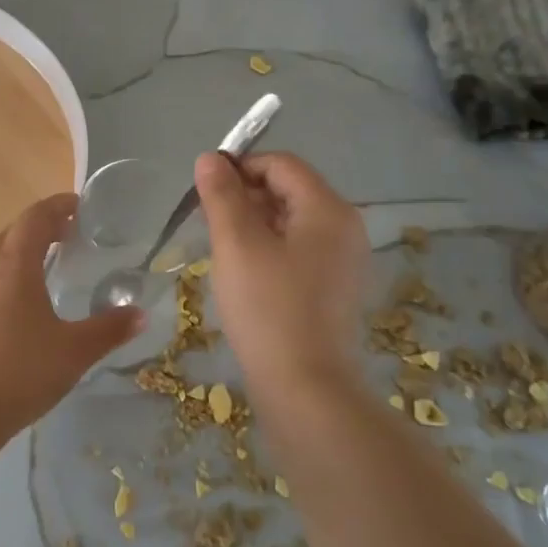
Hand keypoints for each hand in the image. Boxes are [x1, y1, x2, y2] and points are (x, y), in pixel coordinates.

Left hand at [0, 193, 143, 435]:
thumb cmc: (22, 370)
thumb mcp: (74, 351)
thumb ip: (108, 330)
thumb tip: (139, 314)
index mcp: (14, 267)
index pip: (35, 219)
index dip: (56, 206)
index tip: (78, 205)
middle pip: (12, 234)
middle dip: (40, 228)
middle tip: (67, 235)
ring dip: (20, 254)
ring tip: (46, 268)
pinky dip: (6, 280)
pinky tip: (19, 308)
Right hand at [193, 152, 370, 393]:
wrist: (305, 388)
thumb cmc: (268, 308)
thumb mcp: (236, 244)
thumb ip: (221, 195)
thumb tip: (210, 158)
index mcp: (328, 210)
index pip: (281, 164)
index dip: (240, 166)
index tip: (203, 188)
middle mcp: (344, 228)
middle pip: (290, 190)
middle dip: (245, 195)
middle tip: (206, 219)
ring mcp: (343, 261)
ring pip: (291, 222)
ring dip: (253, 223)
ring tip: (219, 246)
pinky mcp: (333, 289)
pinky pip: (298, 251)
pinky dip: (268, 248)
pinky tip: (242, 271)